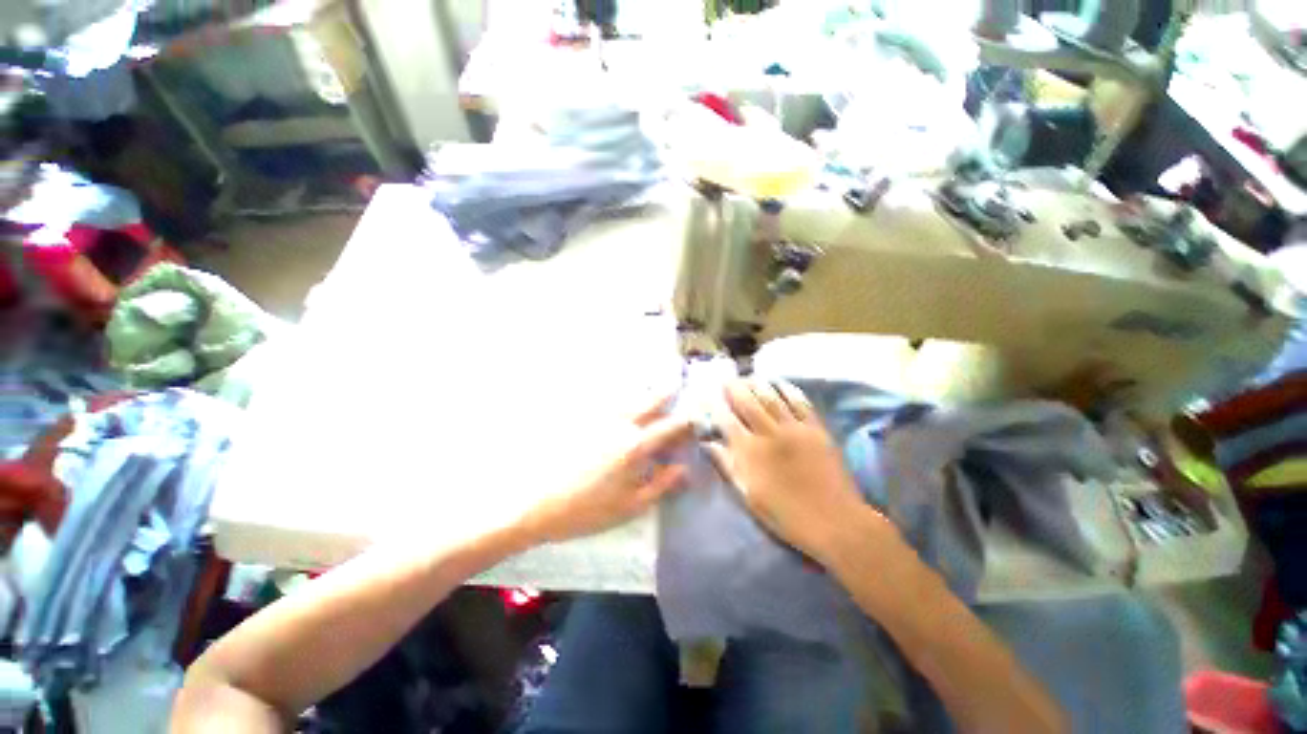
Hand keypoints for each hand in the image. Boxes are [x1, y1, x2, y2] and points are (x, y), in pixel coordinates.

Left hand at [519, 395, 691, 543]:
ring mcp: (599, 419)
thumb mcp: (631, 505)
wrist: (535, 504)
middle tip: (675, 383)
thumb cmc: (587, 510)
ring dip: (643, 391)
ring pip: (628, 397)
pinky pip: (605, 401)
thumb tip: (685, 468)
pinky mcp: (581, 420)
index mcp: (636, 445)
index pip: (670, 426)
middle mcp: (621, 424)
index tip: (695, 417)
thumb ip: (661, 484)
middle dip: (666, 392)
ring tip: (652, 385)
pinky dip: (619, 396)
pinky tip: (620, 398)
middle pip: (650, 401)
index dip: (687, 421)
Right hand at [706, 378, 889, 563]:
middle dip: (734, 388)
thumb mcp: (748, 495)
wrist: (835, 522)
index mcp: (749, 452)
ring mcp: (795, 428)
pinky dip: (788, 389)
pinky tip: (779, 383)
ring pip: (771, 397)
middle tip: (727, 380)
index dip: (714, 405)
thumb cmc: (785, 514)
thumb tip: (708, 443)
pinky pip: (800, 401)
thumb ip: (727, 466)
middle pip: (747, 401)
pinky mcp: (816, 429)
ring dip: (757, 384)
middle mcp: (769, 433)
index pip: (726, 419)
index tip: (707, 395)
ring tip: (749, 377)